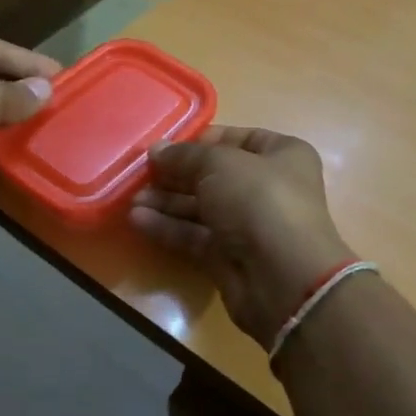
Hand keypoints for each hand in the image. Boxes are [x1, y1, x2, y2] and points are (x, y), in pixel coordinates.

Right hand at [130, 127, 354, 349]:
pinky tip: (138, 220)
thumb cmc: (259, 201)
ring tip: (132, 198)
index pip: (239, 139)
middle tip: (140, 173)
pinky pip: (195, 236)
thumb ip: (185, 156)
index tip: (168, 146)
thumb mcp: (220, 164)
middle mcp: (268, 187)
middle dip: (177, 174)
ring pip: (202, 207)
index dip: (203, 140)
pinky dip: (168, 228)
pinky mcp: (229, 257)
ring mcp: (249, 225)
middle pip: (215, 175)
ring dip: (167, 202)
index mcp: (282, 156)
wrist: (282, 277)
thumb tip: (157, 150)